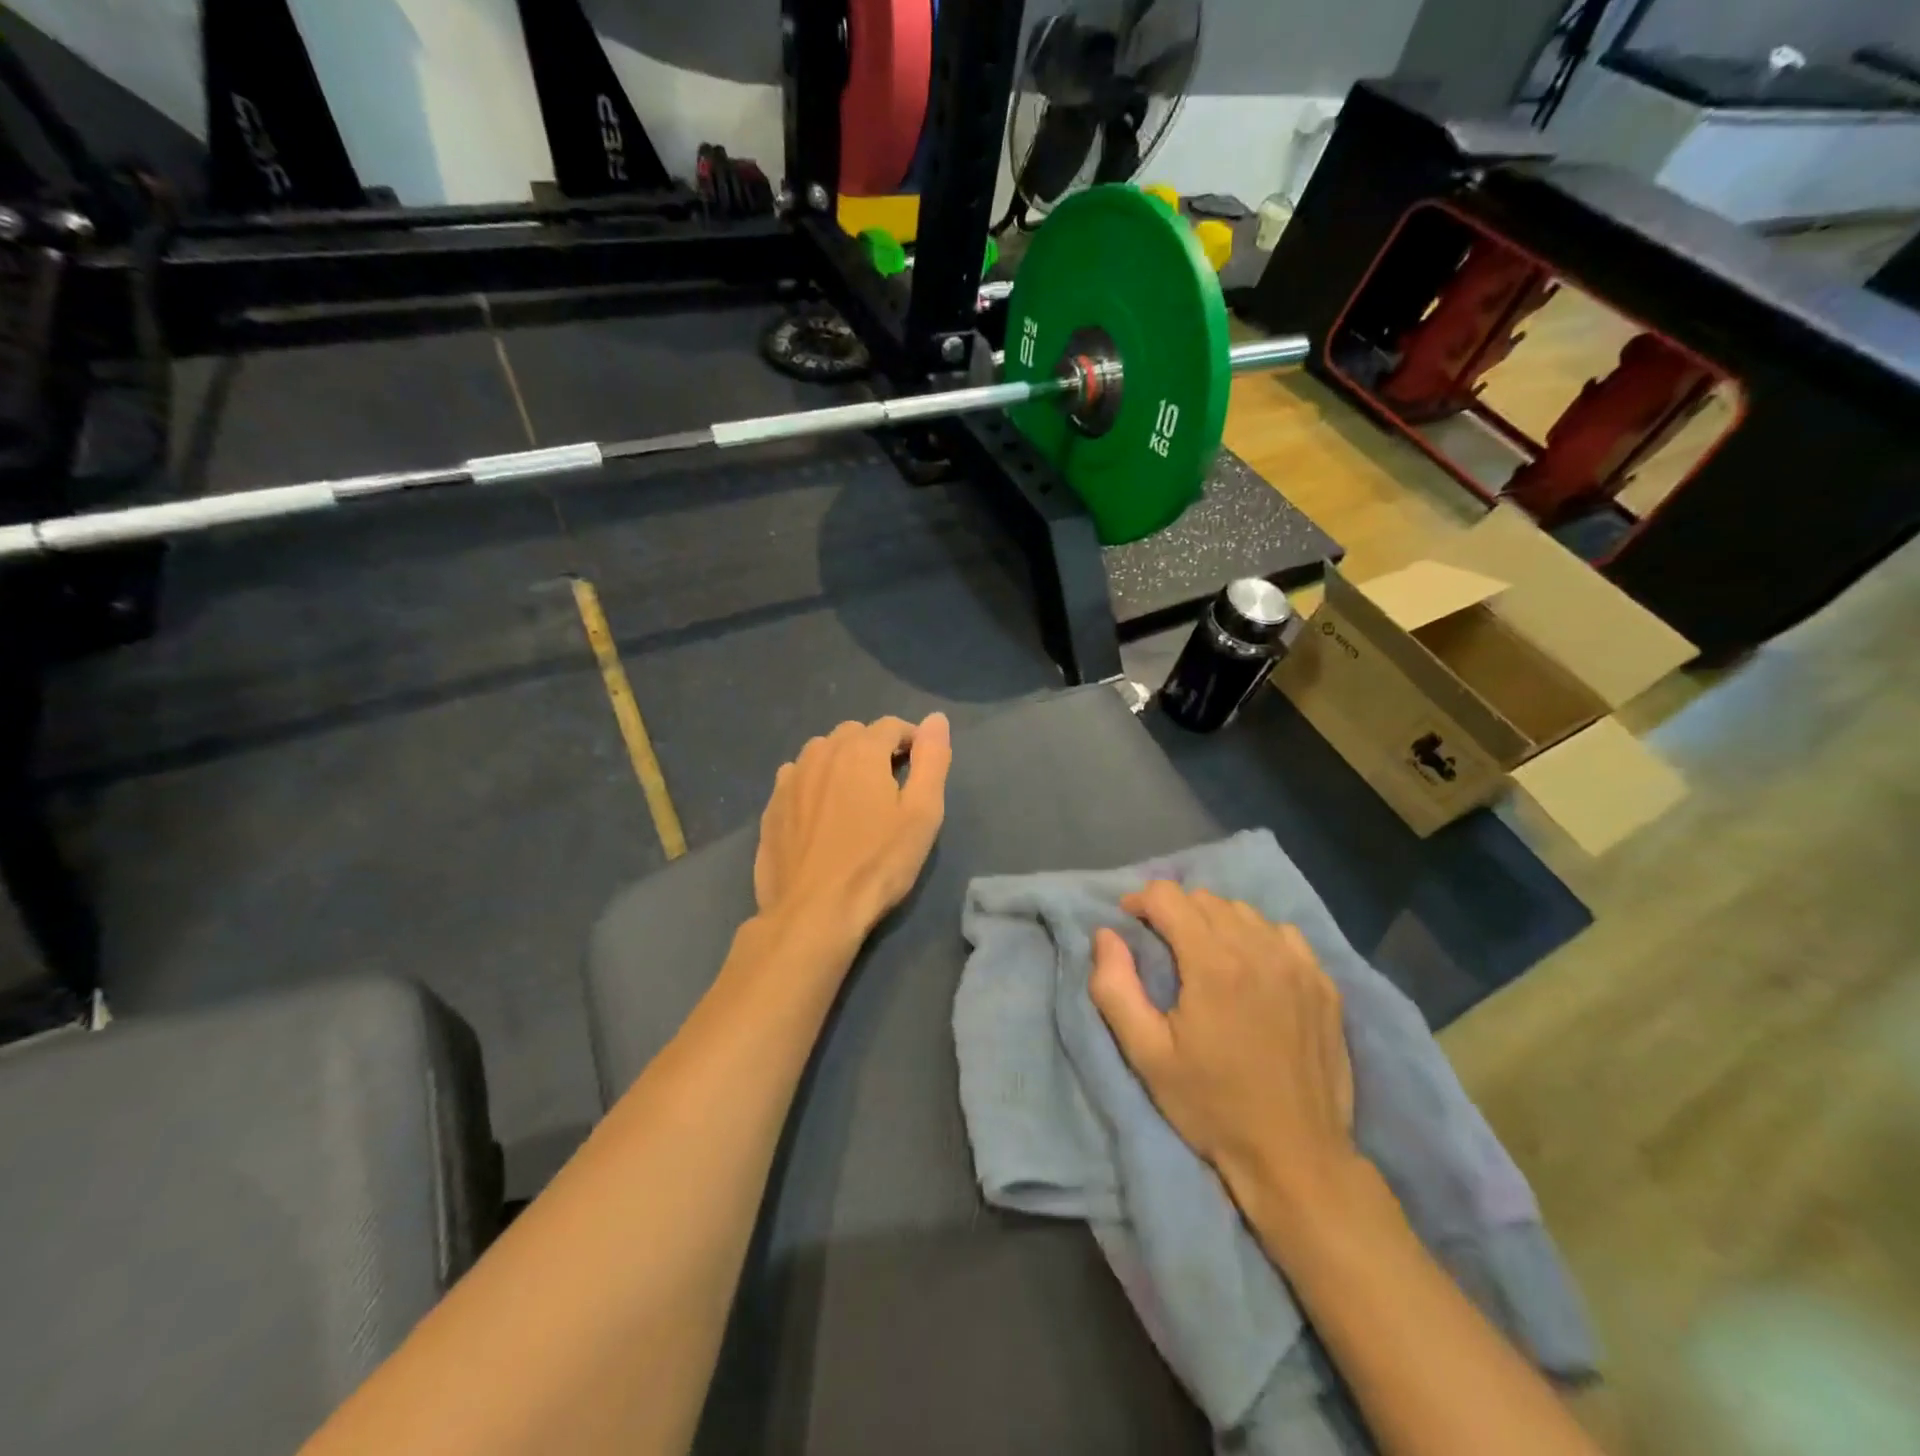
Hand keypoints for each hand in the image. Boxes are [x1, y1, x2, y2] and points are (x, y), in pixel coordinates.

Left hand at [753, 714, 952, 938]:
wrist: (813, 912)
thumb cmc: (877, 863)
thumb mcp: (922, 813)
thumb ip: (932, 759)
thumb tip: (937, 718)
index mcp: (860, 750)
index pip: (891, 725)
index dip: (911, 740)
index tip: (920, 767)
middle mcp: (821, 753)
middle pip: (854, 733)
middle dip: (875, 749)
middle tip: (890, 786)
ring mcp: (790, 779)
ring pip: (821, 753)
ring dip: (841, 763)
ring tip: (855, 799)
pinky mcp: (771, 806)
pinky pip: (797, 778)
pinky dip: (814, 784)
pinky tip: (821, 815)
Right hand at [1089, 881, 1358, 1216]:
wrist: (1296, 1157)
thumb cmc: (1212, 1106)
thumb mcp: (1146, 1054)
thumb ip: (1115, 987)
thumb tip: (1106, 934)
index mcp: (1214, 963)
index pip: (1168, 896)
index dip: (1139, 901)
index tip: (1128, 925)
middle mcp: (1259, 950)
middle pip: (1205, 898)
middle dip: (1174, 911)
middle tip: (1160, 946)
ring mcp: (1299, 964)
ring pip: (1243, 911)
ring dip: (1213, 921)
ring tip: (1202, 955)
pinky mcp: (1325, 984)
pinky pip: (1282, 934)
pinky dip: (1256, 937)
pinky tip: (1249, 968)